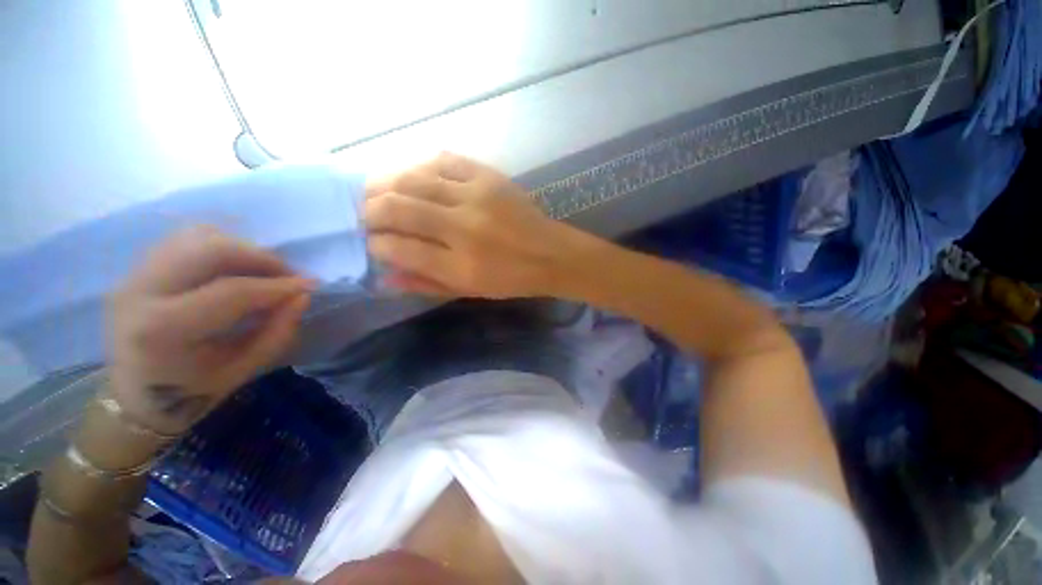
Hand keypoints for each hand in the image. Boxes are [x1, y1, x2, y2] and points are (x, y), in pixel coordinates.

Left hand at [107, 227, 313, 434]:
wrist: (133, 394)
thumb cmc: (193, 389)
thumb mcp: (244, 368)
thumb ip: (277, 331)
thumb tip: (302, 295)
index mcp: (163, 331)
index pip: (232, 291)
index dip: (279, 285)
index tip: (311, 284)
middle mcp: (141, 293)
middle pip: (210, 249)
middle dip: (261, 257)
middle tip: (287, 274)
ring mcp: (133, 276)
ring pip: (197, 236)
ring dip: (241, 249)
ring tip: (262, 271)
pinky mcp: (136, 269)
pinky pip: (185, 240)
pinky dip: (219, 246)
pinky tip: (234, 268)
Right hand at [364, 152, 596, 298]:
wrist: (551, 254)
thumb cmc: (511, 280)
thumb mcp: (469, 291)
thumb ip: (426, 283)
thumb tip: (384, 275)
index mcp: (460, 265)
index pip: (399, 248)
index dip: (376, 244)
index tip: (372, 243)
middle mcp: (464, 227)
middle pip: (398, 208)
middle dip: (371, 210)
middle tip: (366, 214)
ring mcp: (476, 196)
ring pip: (414, 179)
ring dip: (387, 184)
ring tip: (377, 192)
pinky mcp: (489, 176)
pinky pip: (443, 160)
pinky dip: (420, 166)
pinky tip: (412, 176)